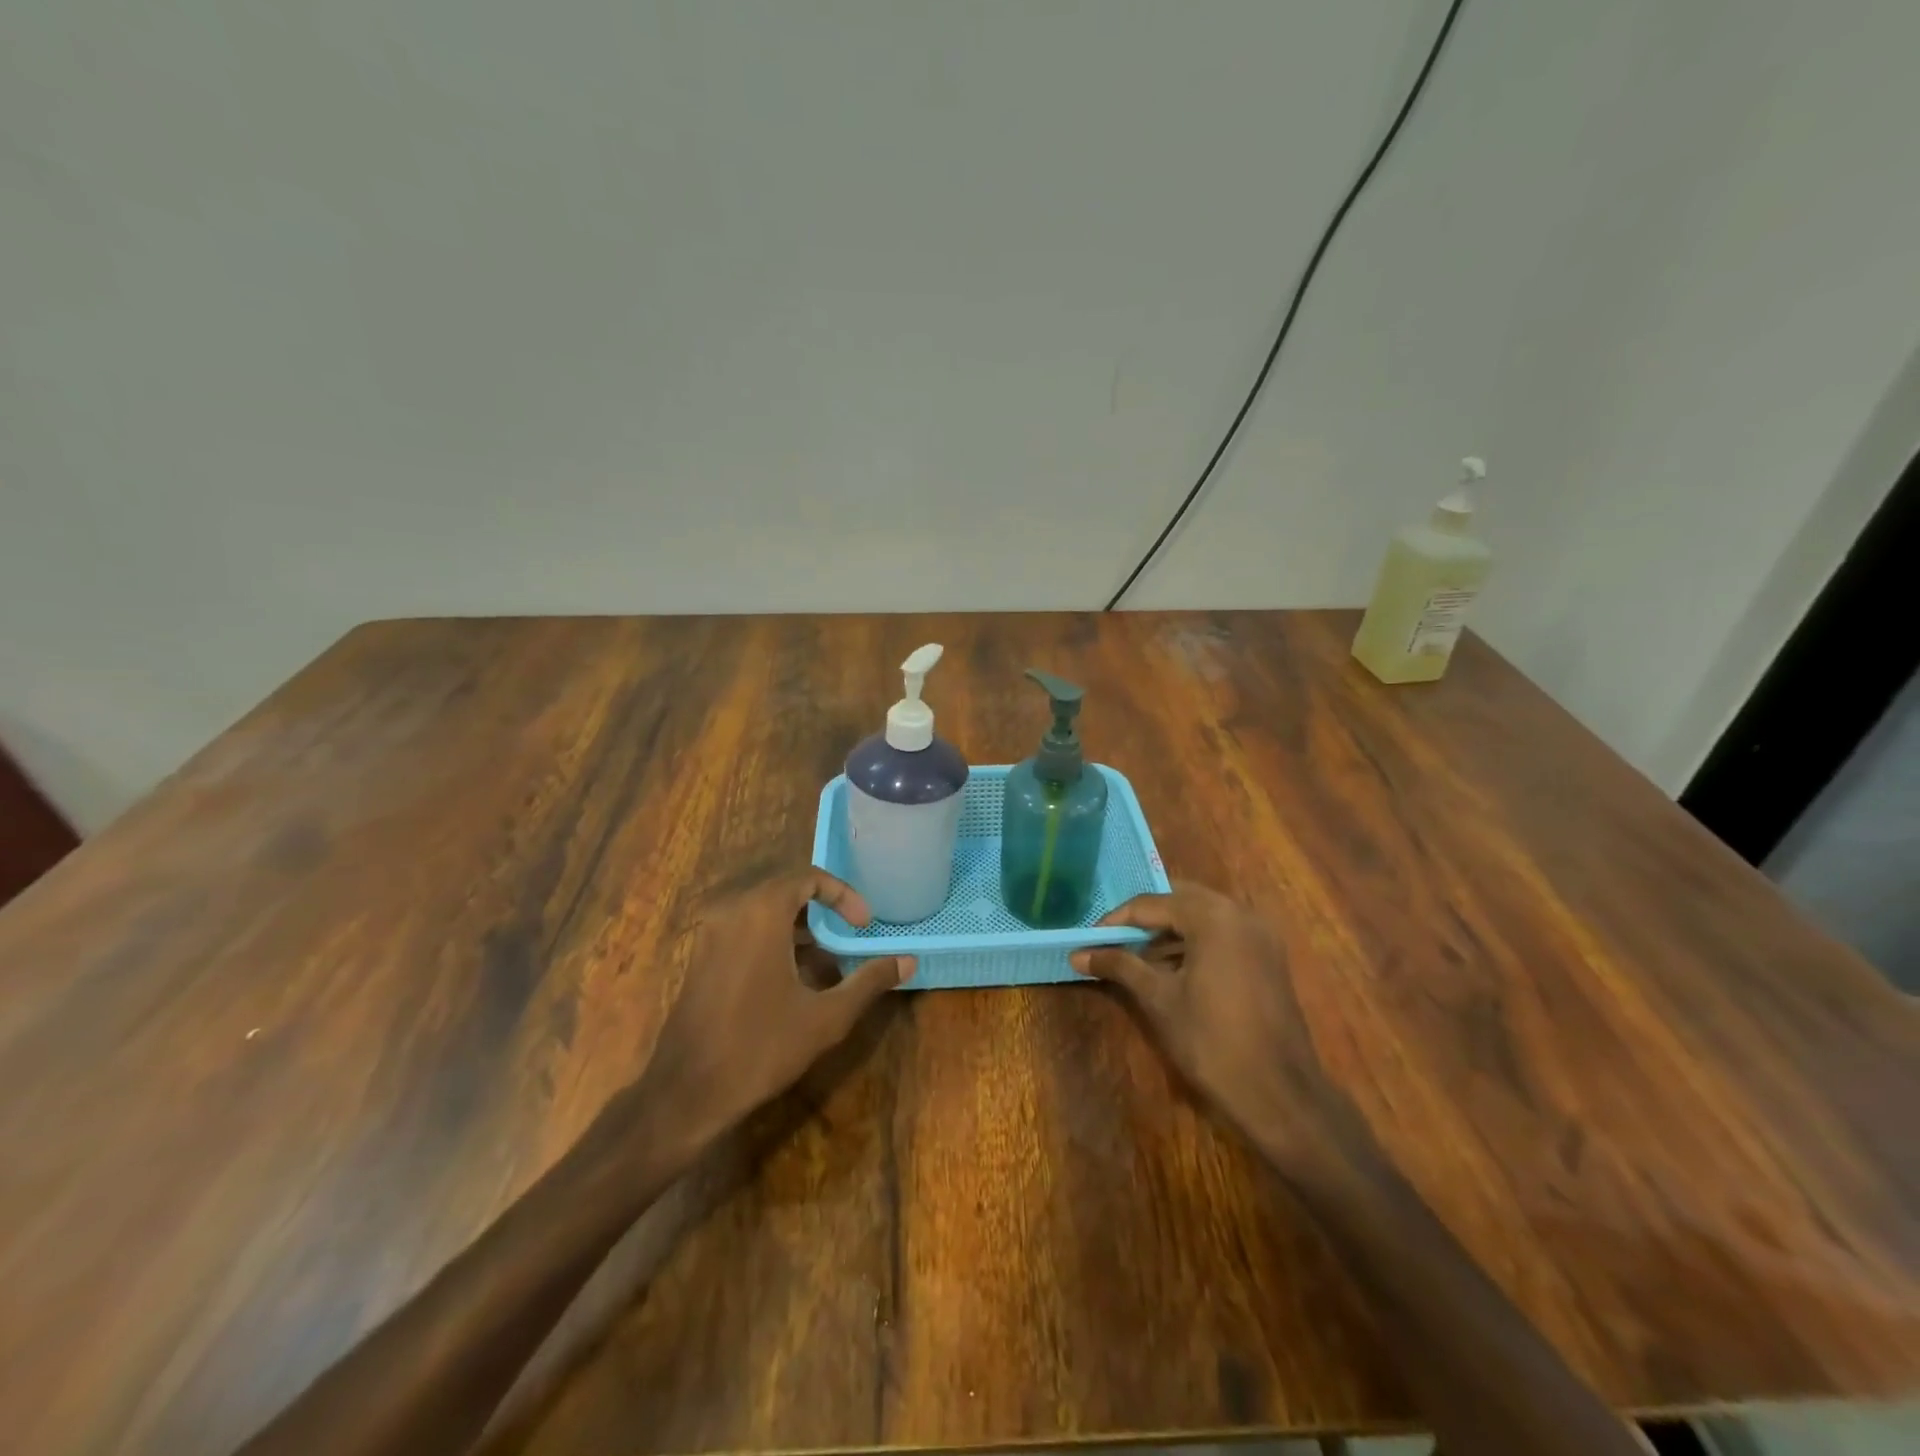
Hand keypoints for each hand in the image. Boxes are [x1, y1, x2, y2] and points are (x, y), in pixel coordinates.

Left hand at [618, 868, 909, 1170]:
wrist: (686, 1093)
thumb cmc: (761, 1047)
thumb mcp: (826, 1017)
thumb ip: (869, 981)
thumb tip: (908, 961)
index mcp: (761, 912)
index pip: (808, 877)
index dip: (843, 894)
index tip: (864, 923)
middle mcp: (732, 910)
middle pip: (786, 889)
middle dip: (823, 908)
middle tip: (850, 935)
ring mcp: (711, 933)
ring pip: (764, 910)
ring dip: (799, 925)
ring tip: (828, 957)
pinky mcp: (702, 956)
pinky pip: (745, 928)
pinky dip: (774, 937)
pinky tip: (794, 976)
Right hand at [1071, 884, 1346, 1160]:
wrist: (1279, 1094)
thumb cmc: (1212, 1041)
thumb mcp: (1159, 999)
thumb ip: (1119, 966)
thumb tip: (1078, 953)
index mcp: (1213, 916)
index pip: (1152, 903)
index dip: (1117, 920)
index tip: (1090, 938)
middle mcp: (1240, 913)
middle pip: (1180, 900)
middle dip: (1145, 919)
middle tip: (1113, 941)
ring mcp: (1260, 935)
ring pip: (1203, 916)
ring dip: (1169, 931)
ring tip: (1136, 958)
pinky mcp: (1268, 957)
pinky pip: (1223, 934)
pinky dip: (1194, 943)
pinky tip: (1171, 970)